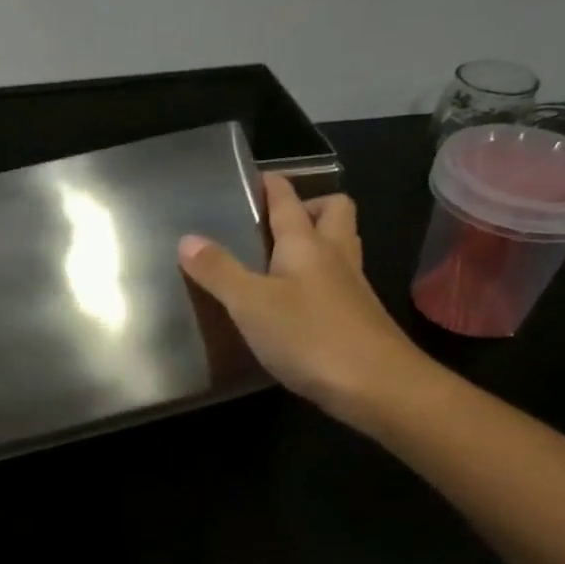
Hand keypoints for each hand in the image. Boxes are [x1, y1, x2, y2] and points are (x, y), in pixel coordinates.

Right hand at [179, 174, 430, 426]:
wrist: (377, 385)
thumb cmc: (309, 335)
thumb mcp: (250, 303)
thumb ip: (218, 271)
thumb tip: (187, 239)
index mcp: (306, 243)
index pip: (288, 200)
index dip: (272, 184)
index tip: (254, 178)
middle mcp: (335, 256)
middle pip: (333, 211)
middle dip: (308, 206)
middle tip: (275, 226)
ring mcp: (352, 287)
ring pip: (341, 246)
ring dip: (318, 242)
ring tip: (282, 262)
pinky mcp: (359, 318)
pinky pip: (340, 282)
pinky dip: (320, 281)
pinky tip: (299, 305)